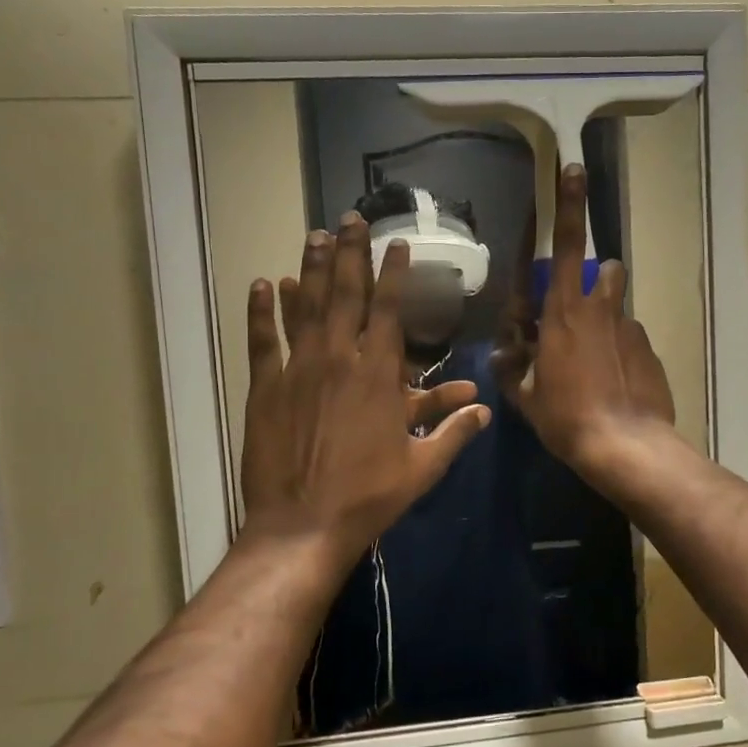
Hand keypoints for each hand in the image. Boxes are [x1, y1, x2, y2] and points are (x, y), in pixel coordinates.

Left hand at [241, 214, 489, 566]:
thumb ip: (454, 432)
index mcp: (378, 376)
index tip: (397, 244)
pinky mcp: (265, 389)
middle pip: (345, 295)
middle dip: (350, 254)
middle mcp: (338, 361)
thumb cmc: (368, 497)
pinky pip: (263, 341)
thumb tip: (484, 409)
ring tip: (314, 235)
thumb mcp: (423, 468)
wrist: (303, 526)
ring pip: (305, 308)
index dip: (394, 273)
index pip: (388, 310)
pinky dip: (262, 311)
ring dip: (311, 269)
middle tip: (349, 220)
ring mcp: (297, 371)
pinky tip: (265, 283)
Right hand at [494, 163, 674, 481]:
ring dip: (608, 319)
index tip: (575, 170)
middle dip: (595, 281)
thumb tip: (504, 354)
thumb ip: (513, 368)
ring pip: (618, 306)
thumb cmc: (566, 418)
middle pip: (604, 271)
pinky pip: (631, 338)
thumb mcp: (525, 397)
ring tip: (601, 359)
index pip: (563, 246)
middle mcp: (600, 309)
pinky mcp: (650, 349)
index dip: (568, 205)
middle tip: (581, 316)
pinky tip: (617, 385)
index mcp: (562, 312)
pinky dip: (621, 352)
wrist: (625, 445)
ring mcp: (630, 328)